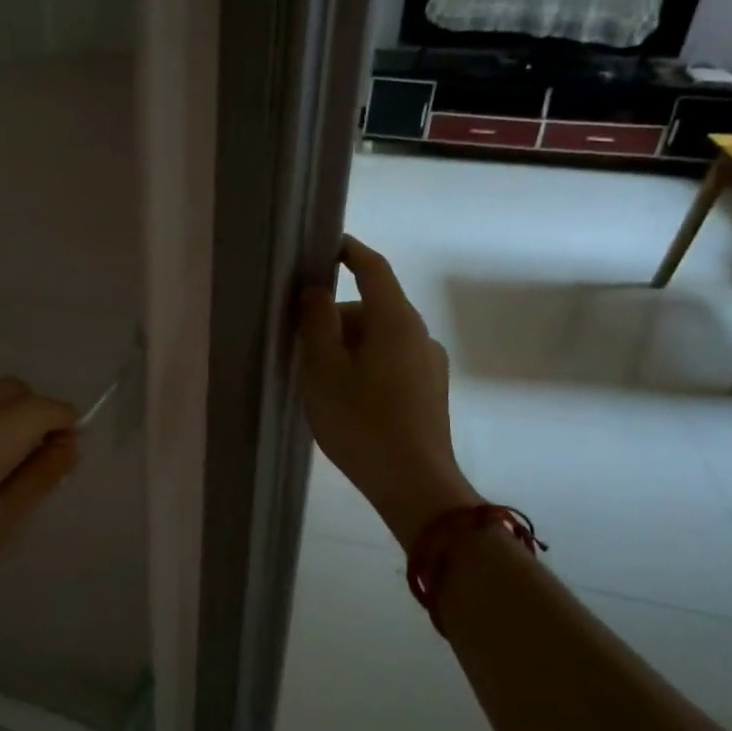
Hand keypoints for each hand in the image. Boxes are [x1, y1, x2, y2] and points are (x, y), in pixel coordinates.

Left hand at [0, 376, 79, 652]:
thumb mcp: (0, 527)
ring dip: (1, 403)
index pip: (38, 408)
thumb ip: (40, 477)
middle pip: (9, 387)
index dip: (63, 421)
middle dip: (33, 411)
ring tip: (1, 447)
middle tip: (36, 454)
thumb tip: (71, 443)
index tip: (68, 446)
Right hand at [299, 236, 478, 549]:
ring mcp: (430, 363)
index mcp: (395, 321)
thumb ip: (317, 323)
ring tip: (319, 379)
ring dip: (349, 345)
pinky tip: (347, 397)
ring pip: (381, 338)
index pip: (373, 269)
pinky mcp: (430, 390)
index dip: (349, 252)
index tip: (325, 246)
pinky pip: (392, 361)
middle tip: (301, 342)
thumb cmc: (361, 422)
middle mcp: (419, 334)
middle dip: (336, 317)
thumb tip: (316, 291)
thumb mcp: (323, 370)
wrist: (414, 485)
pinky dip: (366, 364)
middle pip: (373, 308)